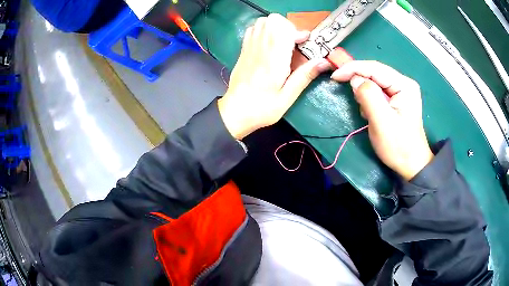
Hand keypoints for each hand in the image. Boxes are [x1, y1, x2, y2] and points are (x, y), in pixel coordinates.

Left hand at [218, 14, 329, 139]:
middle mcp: (260, 48)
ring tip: (282, 43)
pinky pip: (252, 29)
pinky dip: (264, 30)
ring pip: (262, 22)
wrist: (235, 111)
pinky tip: (269, 44)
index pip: (284, 28)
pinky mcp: (243, 50)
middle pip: (274, 20)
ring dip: (276, 28)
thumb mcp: (287, 97)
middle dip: (288, 27)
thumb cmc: (262, 108)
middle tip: (294, 43)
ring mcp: (249, 47)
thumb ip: (305, 76)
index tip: (304, 43)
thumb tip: (324, 61)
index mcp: (274, 59)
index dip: (297, 32)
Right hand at [331, 61, 432, 180]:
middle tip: (346, 92)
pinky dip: (369, 100)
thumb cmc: (398, 146)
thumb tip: (355, 80)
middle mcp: (403, 83)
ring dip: (364, 93)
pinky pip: (378, 92)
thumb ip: (368, 96)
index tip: (335, 77)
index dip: (353, 69)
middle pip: (375, 73)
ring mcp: (401, 91)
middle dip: (358, 81)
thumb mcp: (382, 121)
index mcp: (404, 85)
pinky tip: (371, 113)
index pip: (374, 68)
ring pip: (375, 82)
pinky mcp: (397, 100)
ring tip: (365, 112)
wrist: (411, 164)